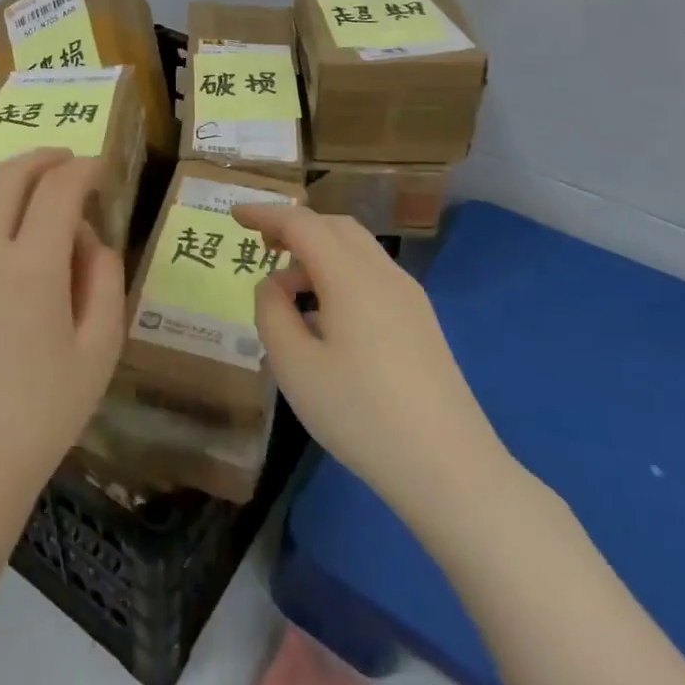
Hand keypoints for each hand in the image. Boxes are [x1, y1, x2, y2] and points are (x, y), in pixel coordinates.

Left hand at [0, 149, 125, 537]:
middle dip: (42, 159)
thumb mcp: (99, 351)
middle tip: (66, 160)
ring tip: (33, 190)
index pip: (58, 190)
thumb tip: (90, 237)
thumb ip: (104, 280)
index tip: (99, 168)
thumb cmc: (42, 414)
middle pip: (9, 178)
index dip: (82, 169)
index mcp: (31, 267)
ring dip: (8, 181)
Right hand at [232, 205, 518, 535]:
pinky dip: (338, 275)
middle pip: (335, 227)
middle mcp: (385, 276)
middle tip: (260, 244)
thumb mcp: (294, 365)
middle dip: (294, 226)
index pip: (301, 224)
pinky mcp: (421, 324)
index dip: (265, 214)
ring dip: (317, 253)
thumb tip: (274, 285)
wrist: (450, 470)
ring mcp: (410, 300)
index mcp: (351, 277)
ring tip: (286, 290)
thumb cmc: (361, 414)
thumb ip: (272, 312)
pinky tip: (324, 318)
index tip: (234, 214)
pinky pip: (371, 278)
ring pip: (357, 251)